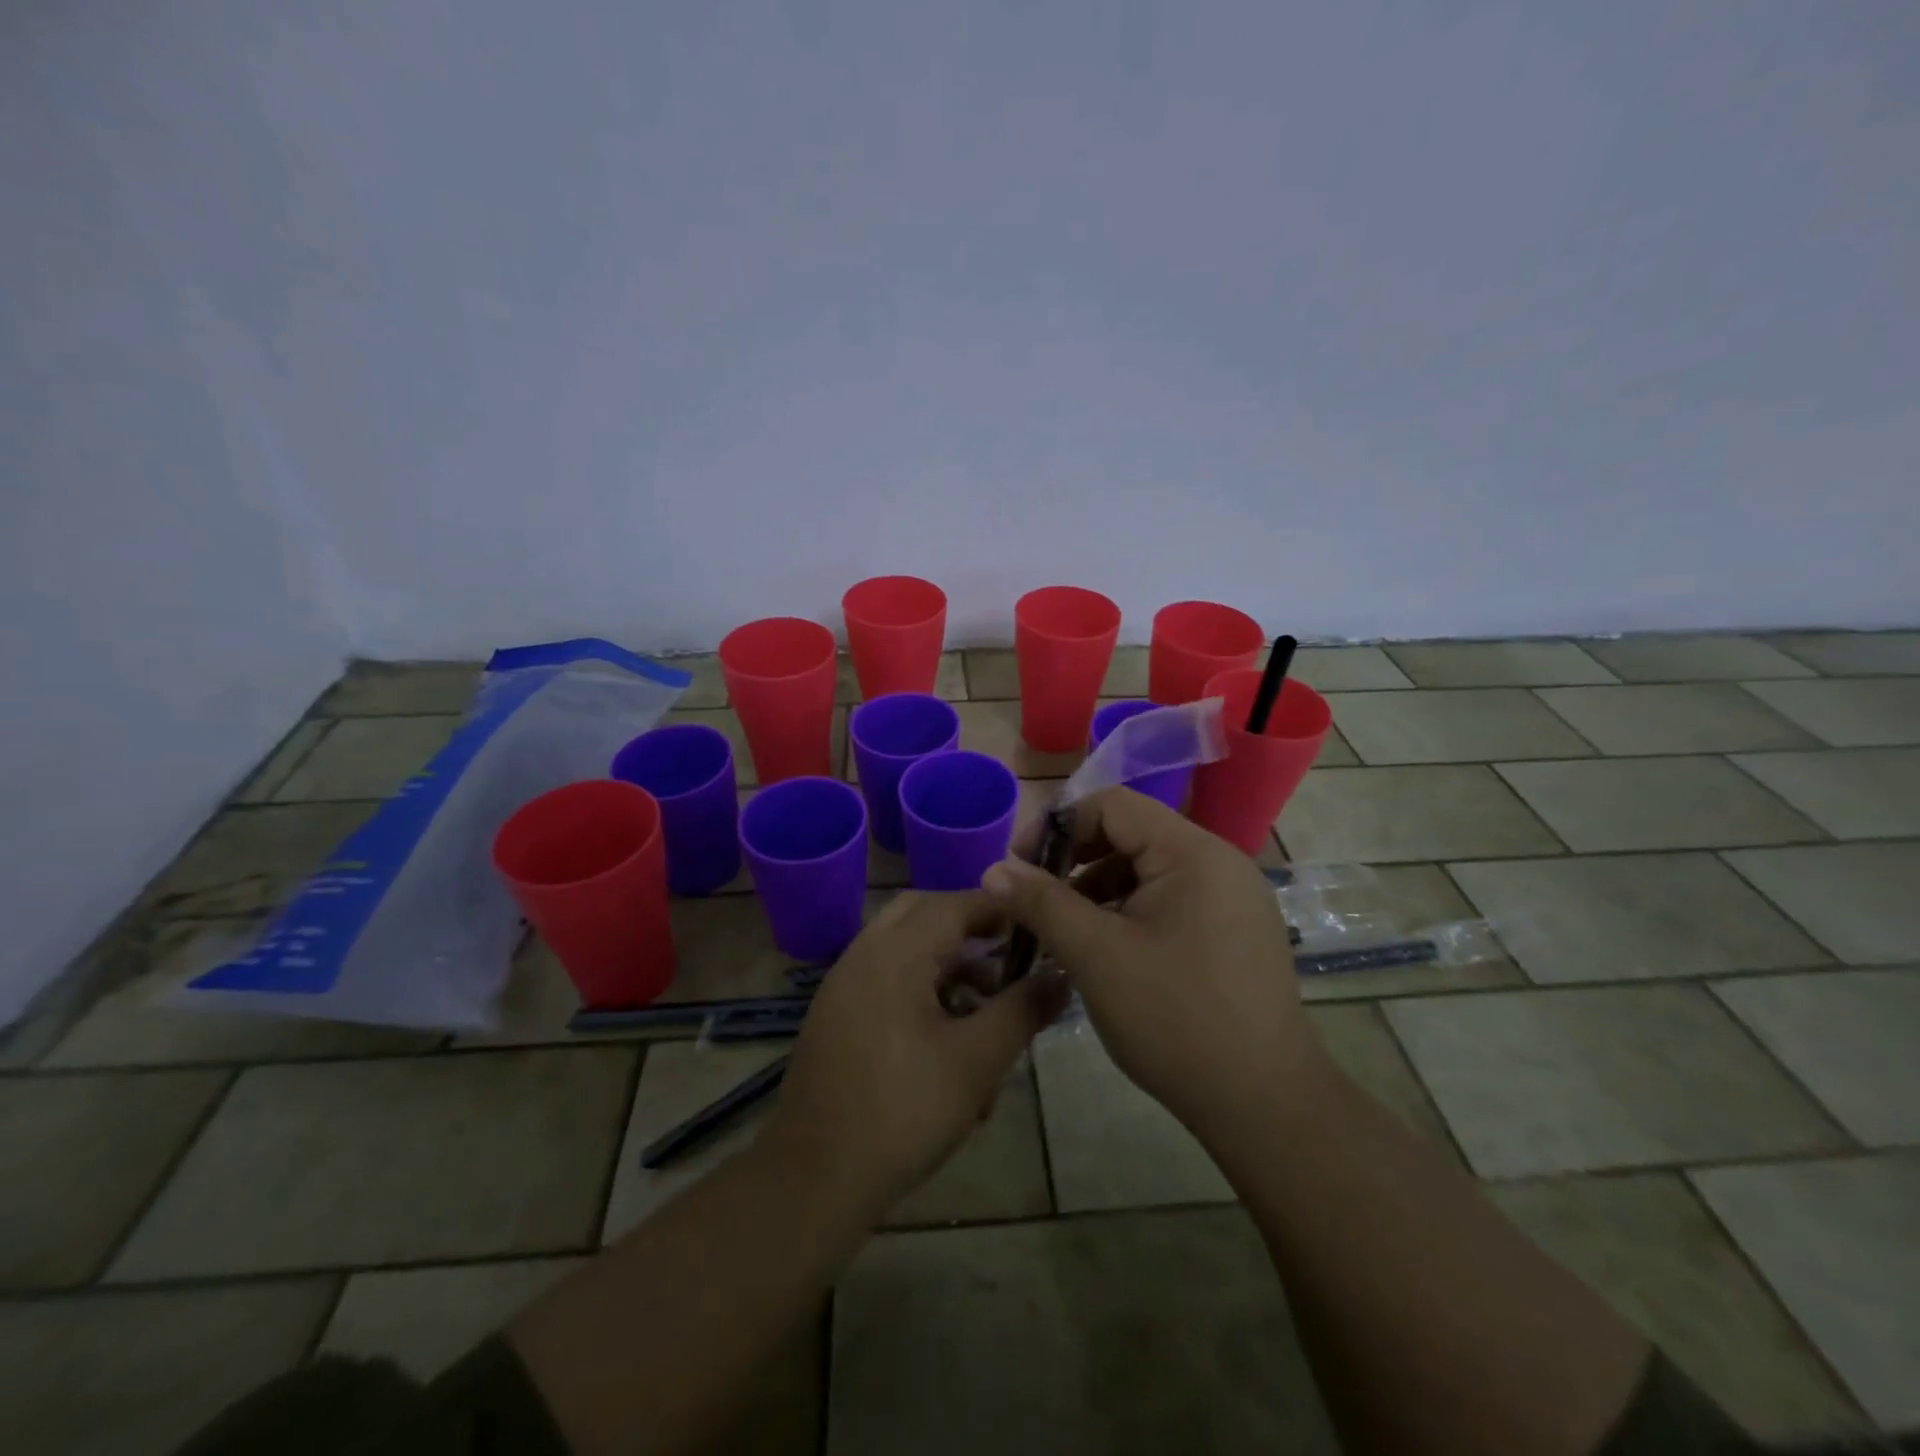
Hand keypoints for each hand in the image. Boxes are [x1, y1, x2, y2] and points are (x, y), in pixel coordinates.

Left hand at [763, 890, 1067, 1217]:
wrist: (814, 1178)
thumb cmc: (903, 1112)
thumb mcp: (976, 1061)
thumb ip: (1021, 1010)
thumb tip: (1061, 975)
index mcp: (894, 953)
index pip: (952, 903)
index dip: (996, 908)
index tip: (1034, 923)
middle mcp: (863, 955)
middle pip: (922, 913)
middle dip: (967, 927)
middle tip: (1007, 953)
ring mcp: (843, 985)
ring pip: (902, 948)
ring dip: (945, 963)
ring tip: (986, 1007)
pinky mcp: (835, 1015)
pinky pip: (884, 979)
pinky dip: (919, 987)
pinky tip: (947, 1040)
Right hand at [982, 788, 1328, 1141]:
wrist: (1266, 1106)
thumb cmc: (1176, 1020)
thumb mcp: (1096, 956)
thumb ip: (1041, 904)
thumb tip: (994, 869)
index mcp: (1192, 853)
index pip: (1113, 805)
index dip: (1058, 825)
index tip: (1019, 866)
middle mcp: (1219, 862)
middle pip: (1131, 834)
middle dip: (1075, 860)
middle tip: (1036, 900)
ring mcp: (1233, 898)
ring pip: (1148, 871)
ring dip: (1098, 890)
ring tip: (1063, 932)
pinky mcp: (1234, 932)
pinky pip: (1170, 900)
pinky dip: (1129, 913)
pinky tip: (1104, 950)